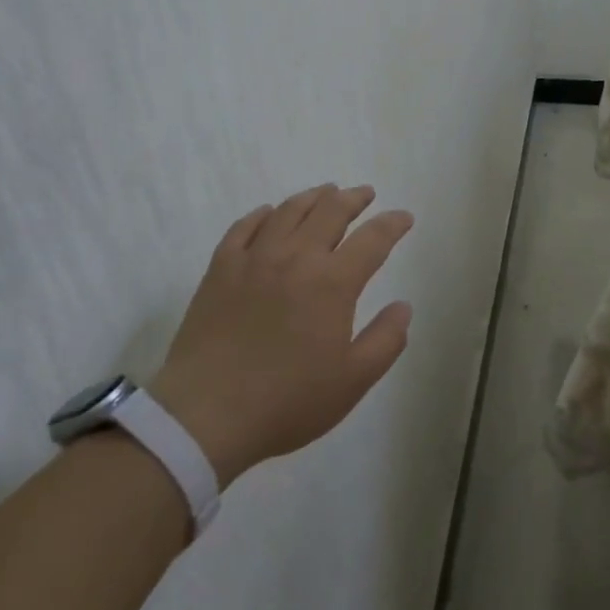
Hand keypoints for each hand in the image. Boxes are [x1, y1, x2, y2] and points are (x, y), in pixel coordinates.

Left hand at [149, 185, 414, 486]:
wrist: (204, 416)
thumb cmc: (286, 402)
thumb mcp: (351, 382)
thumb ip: (386, 340)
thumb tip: (403, 306)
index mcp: (333, 282)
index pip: (373, 239)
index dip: (393, 224)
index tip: (404, 217)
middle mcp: (297, 257)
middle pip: (331, 211)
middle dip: (354, 198)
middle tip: (365, 194)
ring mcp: (255, 258)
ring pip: (290, 210)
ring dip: (314, 197)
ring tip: (325, 193)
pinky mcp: (221, 268)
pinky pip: (245, 226)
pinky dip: (263, 214)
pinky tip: (269, 213)